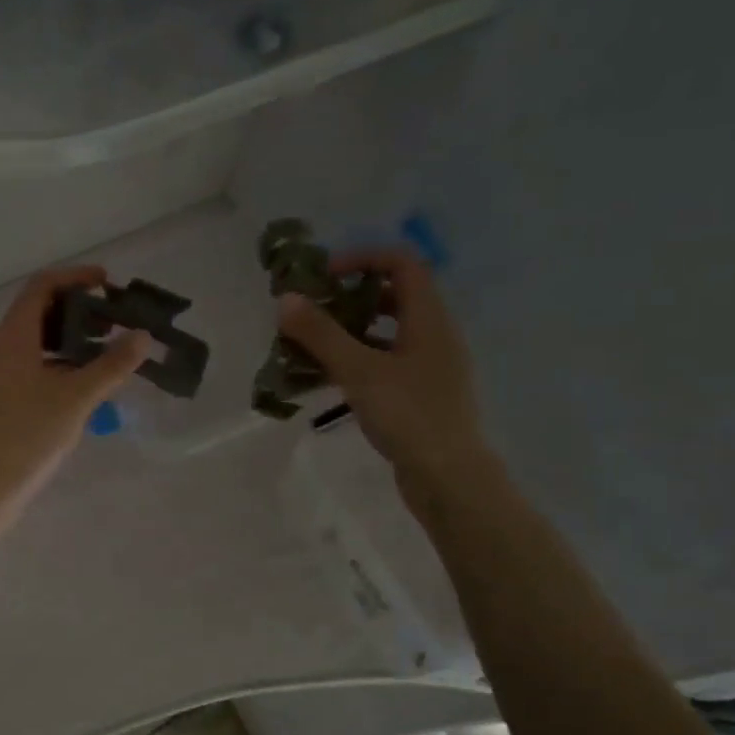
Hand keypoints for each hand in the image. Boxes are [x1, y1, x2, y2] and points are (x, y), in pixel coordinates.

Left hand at [0, 266, 147, 515]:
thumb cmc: (28, 439)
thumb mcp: (76, 400)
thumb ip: (112, 366)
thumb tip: (142, 337)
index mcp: (10, 338)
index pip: (41, 287)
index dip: (76, 278)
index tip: (108, 284)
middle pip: (34, 313)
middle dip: (75, 312)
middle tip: (111, 325)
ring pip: (28, 342)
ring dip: (63, 340)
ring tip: (98, 356)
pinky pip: (20, 365)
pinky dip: (49, 363)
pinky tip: (73, 386)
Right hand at [277, 248, 492, 486]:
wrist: (448, 476)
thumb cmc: (408, 415)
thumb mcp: (358, 371)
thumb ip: (321, 334)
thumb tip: (286, 299)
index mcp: (429, 318)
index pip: (402, 262)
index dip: (362, 258)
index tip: (323, 277)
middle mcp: (434, 334)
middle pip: (394, 295)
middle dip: (350, 296)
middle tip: (312, 310)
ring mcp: (429, 365)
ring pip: (387, 331)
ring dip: (349, 331)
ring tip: (310, 345)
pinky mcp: (420, 393)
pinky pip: (386, 361)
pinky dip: (357, 360)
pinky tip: (327, 378)